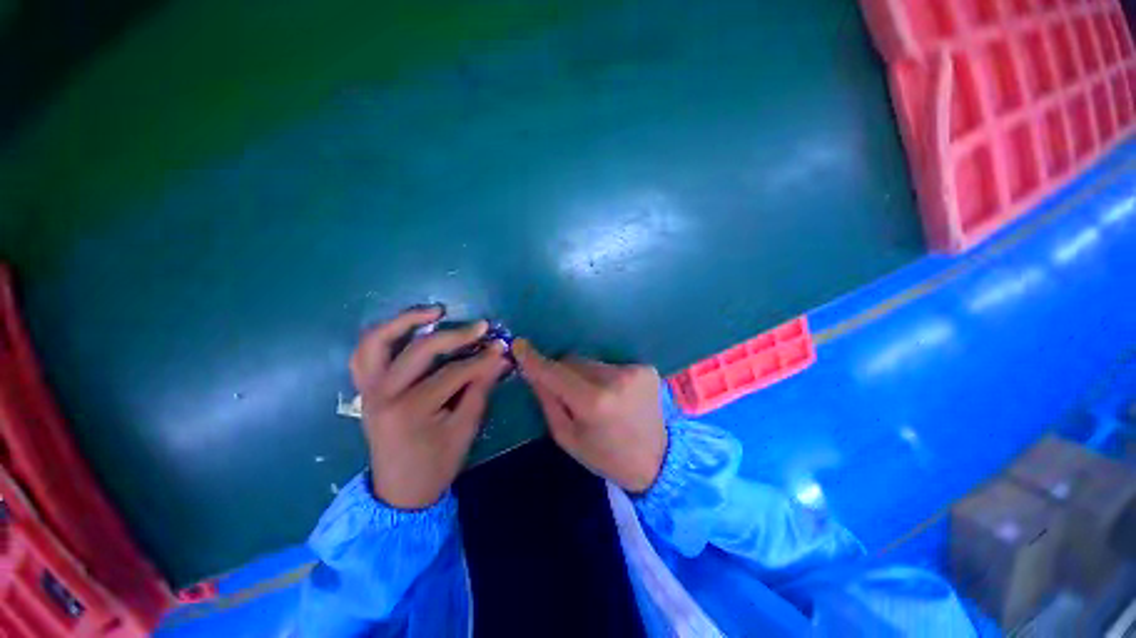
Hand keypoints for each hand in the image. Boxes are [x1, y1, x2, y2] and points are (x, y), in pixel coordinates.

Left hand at [350, 306, 509, 508]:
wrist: (400, 492)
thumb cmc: (436, 464)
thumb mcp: (465, 428)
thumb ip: (481, 388)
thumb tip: (500, 358)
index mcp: (410, 410)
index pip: (454, 373)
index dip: (482, 359)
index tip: (502, 348)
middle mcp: (384, 394)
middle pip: (420, 351)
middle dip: (456, 335)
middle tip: (481, 327)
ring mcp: (369, 390)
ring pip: (377, 341)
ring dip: (405, 320)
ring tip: (435, 311)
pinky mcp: (365, 389)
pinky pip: (365, 354)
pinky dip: (384, 336)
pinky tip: (406, 329)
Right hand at [513, 340, 666, 492]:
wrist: (657, 460)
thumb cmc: (605, 456)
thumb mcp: (567, 437)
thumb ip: (548, 401)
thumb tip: (533, 371)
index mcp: (594, 402)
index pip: (556, 372)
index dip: (535, 360)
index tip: (518, 345)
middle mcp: (616, 379)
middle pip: (573, 361)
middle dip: (563, 372)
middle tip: (567, 392)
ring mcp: (634, 371)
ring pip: (591, 361)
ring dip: (585, 374)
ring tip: (595, 396)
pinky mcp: (646, 368)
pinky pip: (610, 364)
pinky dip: (605, 376)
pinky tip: (614, 395)